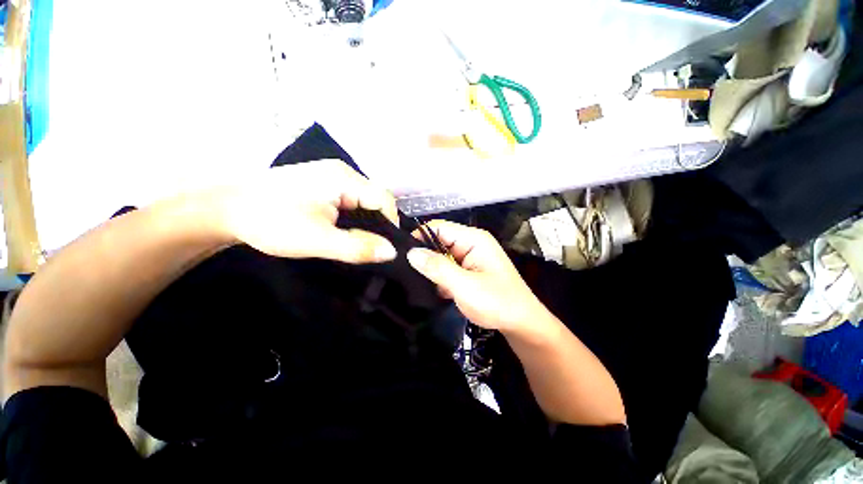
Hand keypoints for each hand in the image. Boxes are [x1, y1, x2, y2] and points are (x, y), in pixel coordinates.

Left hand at [212, 160, 398, 262]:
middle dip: (378, 224)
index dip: (390, 223)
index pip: (384, 199)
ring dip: (366, 222)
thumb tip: (392, 252)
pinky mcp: (321, 184)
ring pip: (363, 201)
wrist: (223, 209)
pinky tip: (346, 231)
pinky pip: (350, 200)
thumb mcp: (317, 240)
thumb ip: (357, 247)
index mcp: (344, 178)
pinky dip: (354, 218)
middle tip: (373, 248)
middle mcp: (342, 172)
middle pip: (375, 199)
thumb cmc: (270, 222)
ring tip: (361, 242)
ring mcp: (331, 176)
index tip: (385, 248)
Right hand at [406, 220, 549, 333]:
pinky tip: (432, 290)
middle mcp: (470, 244)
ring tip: (415, 283)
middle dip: (424, 257)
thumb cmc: (497, 302)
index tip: (401, 256)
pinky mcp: (468, 271)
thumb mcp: (465, 285)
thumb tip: (411, 253)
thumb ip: (437, 268)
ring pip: (441, 257)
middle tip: (405, 273)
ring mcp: (469, 258)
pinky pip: (447, 268)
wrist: (521, 324)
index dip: (419, 237)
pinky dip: (439, 278)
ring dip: (431, 270)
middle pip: (438, 241)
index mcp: (473, 239)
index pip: (438, 227)